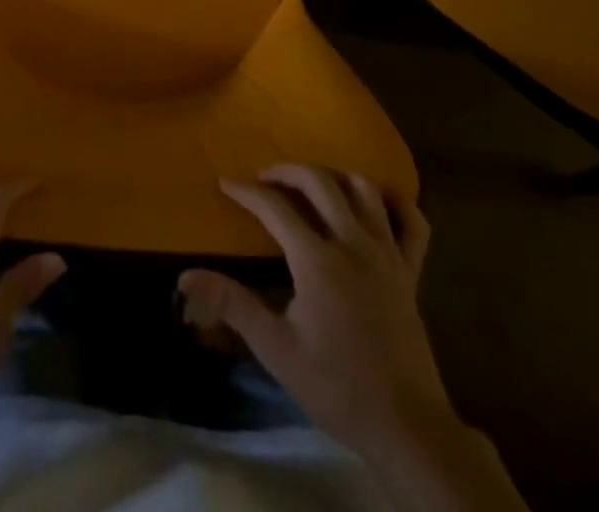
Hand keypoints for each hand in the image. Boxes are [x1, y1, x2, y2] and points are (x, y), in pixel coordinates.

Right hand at [179, 165, 444, 457]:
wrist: (405, 426)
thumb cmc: (336, 387)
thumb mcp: (276, 349)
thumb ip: (232, 305)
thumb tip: (187, 277)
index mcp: (318, 260)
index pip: (275, 208)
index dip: (247, 192)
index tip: (225, 184)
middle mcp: (353, 243)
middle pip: (319, 182)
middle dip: (287, 171)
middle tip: (265, 177)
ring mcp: (388, 254)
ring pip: (363, 189)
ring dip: (333, 176)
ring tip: (312, 184)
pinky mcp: (412, 271)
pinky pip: (411, 221)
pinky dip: (395, 201)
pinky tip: (375, 202)